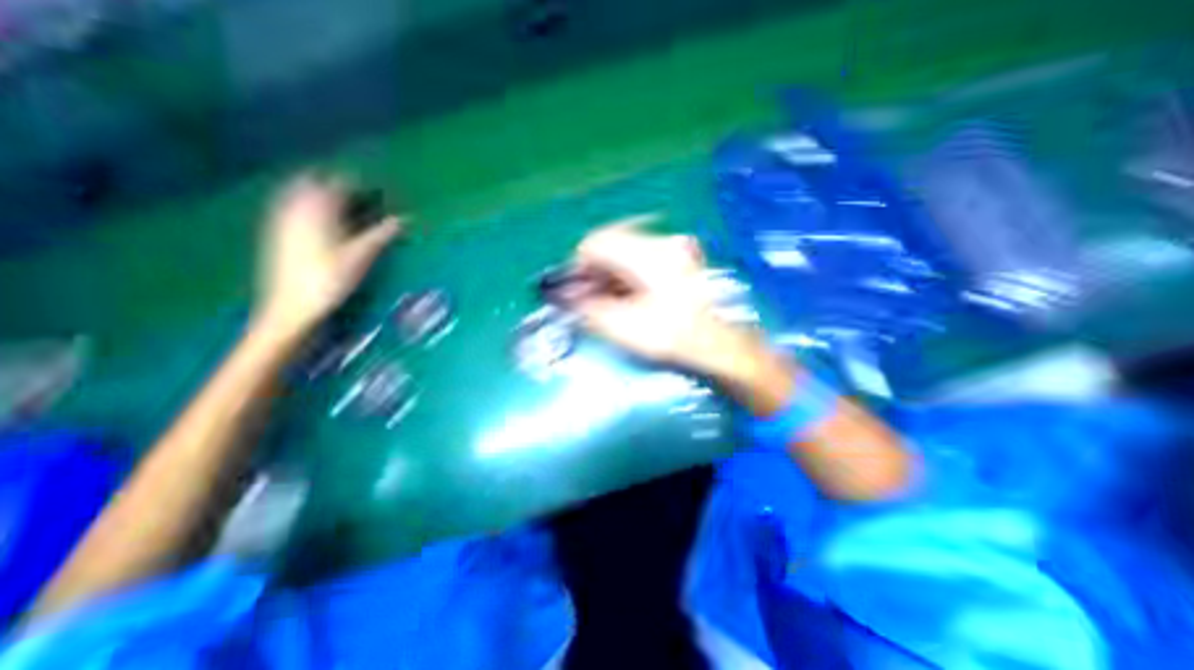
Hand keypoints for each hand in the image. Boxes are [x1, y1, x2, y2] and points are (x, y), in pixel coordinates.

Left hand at [252, 175, 401, 337]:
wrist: (291, 305)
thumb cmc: (329, 279)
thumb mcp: (361, 256)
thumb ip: (381, 234)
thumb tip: (404, 219)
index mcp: (318, 210)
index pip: (340, 183)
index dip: (361, 183)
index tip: (380, 189)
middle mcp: (295, 207)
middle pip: (314, 180)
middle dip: (336, 182)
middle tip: (359, 192)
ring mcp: (282, 219)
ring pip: (299, 191)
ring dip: (320, 191)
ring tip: (342, 202)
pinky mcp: (277, 232)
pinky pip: (291, 205)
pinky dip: (308, 204)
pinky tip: (320, 218)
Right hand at [572, 217, 754, 375]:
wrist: (723, 346)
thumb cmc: (674, 336)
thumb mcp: (623, 326)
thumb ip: (587, 308)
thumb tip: (564, 296)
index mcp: (648, 253)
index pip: (596, 242)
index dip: (578, 265)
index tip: (575, 290)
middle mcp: (662, 241)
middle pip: (612, 244)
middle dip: (595, 271)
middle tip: (590, 298)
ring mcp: (675, 249)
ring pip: (627, 252)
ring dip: (611, 274)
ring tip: (609, 301)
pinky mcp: (681, 260)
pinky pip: (643, 258)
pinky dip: (629, 275)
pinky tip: (629, 297)